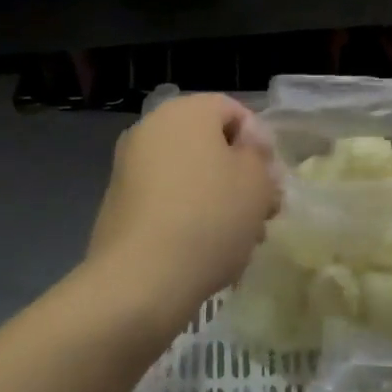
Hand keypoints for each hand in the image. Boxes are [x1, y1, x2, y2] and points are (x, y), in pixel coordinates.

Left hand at [86, 94, 277, 334]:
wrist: (140, 281)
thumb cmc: (209, 217)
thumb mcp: (256, 181)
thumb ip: (259, 153)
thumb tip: (247, 143)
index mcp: (185, 111)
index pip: (233, 110)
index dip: (260, 143)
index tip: (272, 180)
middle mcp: (152, 129)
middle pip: (210, 145)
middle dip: (240, 176)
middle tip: (264, 213)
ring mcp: (130, 167)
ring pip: (190, 175)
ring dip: (219, 199)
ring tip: (242, 239)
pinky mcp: (119, 205)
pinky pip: (167, 200)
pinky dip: (189, 216)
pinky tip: (208, 251)